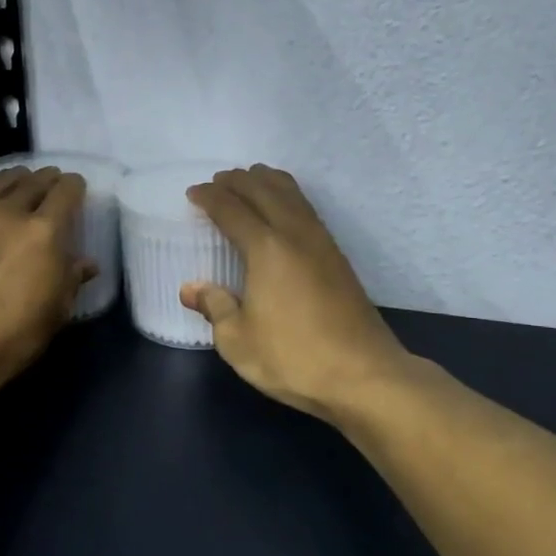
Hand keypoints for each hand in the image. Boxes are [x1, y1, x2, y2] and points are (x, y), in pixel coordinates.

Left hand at [0, 167, 94, 403]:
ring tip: (17, 185)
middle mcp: (5, 213)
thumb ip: (70, 279)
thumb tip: (84, 263)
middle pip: (30, 181)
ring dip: (12, 181)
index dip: (74, 187)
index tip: (76, 190)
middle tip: (50, 185)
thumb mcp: (54, 313)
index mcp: (42, 231)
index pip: (65, 190)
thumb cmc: (11, 338)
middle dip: (45, 180)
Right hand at [181, 165, 414, 421]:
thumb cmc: (293, 358)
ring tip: (250, 180)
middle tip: (217, 182)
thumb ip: (214, 307)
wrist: (364, 375)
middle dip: (238, 181)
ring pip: (293, 194)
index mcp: (267, 249)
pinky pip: (307, 209)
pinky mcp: (338, 258)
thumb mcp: (238, 341)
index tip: (193, 194)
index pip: (232, 210)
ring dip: (267, 181)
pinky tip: (284, 209)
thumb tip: (191, 288)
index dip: (210, 198)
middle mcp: (295, 235)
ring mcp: (322, 243)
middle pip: (264, 190)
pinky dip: (288, 196)